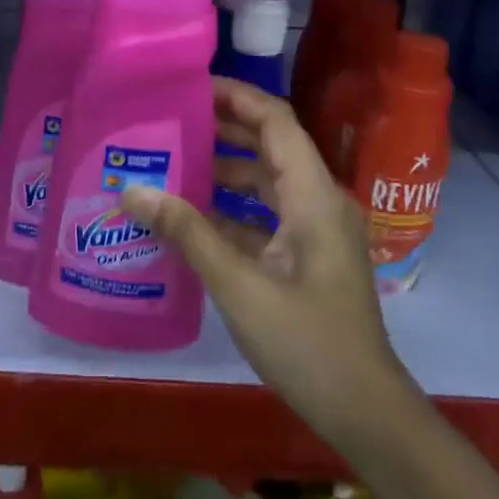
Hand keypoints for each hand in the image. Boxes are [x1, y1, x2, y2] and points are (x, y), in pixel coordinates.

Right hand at [122, 80, 415, 447]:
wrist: (365, 412)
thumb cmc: (307, 342)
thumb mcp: (239, 285)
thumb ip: (187, 233)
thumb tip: (133, 191)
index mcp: (313, 195)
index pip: (276, 121)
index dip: (237, 97)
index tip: (192, 86)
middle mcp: (318, 202)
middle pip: (271, 146)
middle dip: (224, 129)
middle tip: (171, 120)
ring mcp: (315, 231)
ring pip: (267, 183)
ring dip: (225, 171)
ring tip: (172, 162)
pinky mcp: (307, 258)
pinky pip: (266, 216)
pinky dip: (232, 210)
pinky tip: (191, 218)